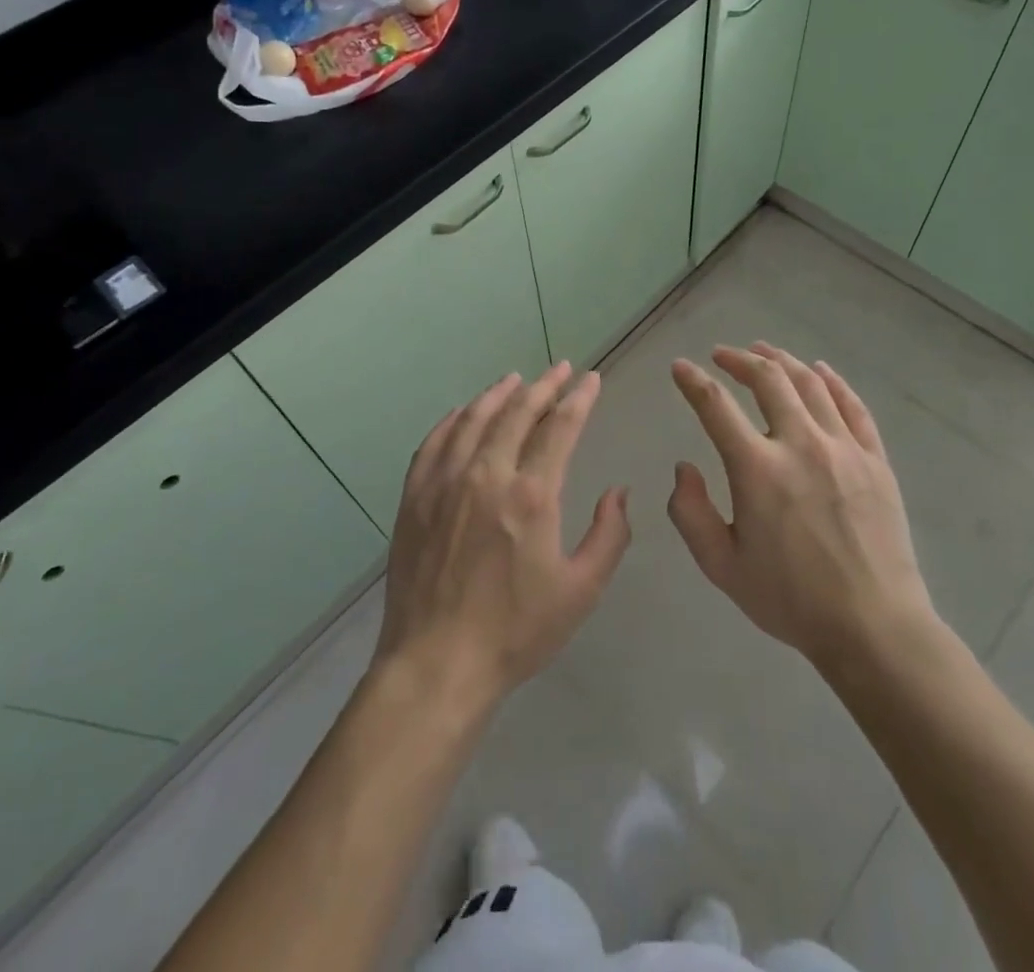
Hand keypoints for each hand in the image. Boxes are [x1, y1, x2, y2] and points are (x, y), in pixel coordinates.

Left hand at [374, 362, 630, 714]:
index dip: (579, 398)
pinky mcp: (415, 497)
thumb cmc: (515, 631)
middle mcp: (486, 474)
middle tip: (560, 368)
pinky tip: (464, 412)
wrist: (436, 664)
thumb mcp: (581, 591)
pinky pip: (435, 442)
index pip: (560, 427)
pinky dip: (454, 419)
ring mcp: (444, 482)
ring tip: (516, 379)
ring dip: (499, 394)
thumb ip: (609, 535)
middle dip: (543, 386)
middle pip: (517, 412)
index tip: (590, 379)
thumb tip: (618, 491)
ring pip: (474, 419)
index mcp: (531, 494)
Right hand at [668, 344, 936, 669]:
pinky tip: (820, 371)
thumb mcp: (722, 566)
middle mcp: (800, 443)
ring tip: (764, 350)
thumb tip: (684, 467)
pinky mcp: (875, 459)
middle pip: (768, 380)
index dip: (693, 381)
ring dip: (782, 360)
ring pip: (810, 384)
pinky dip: (833, 381)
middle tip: (722, 354)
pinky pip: (853, 406)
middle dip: (739, 359)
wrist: (873, 626)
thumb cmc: (790, 599)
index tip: (680, 368)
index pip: (715, 406)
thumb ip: (691, 513)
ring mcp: (843, 447)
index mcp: (757, 468)